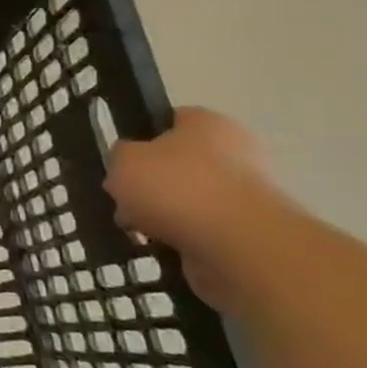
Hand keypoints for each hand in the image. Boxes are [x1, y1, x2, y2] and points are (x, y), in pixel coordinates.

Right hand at [104, 108, 284, 302]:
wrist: (237, 247)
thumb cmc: (177, 187)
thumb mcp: (123, 160)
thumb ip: (119, 156)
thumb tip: (129, 168)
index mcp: (208, 123)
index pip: (169, 121)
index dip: (140, 138)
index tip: (120, 160)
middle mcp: (234, 153)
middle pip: (177, 164)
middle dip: (149, 184)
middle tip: (123, 199)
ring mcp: (244, 195)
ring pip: (186, 200)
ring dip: (162, 215)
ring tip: (137, 229)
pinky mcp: (246, 234)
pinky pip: (199, 231)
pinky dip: (179, 239)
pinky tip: (159, 246)